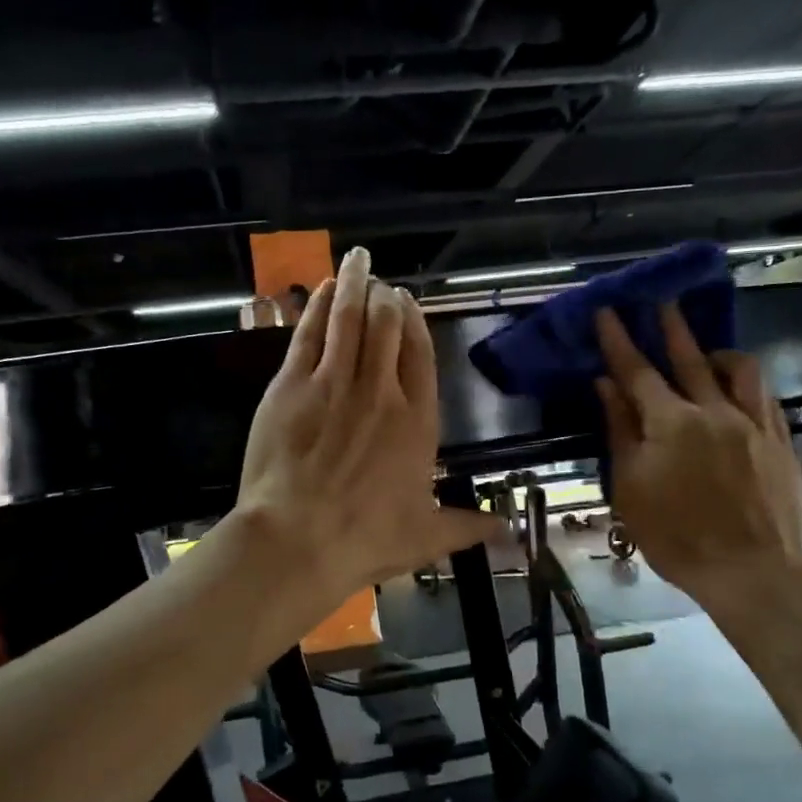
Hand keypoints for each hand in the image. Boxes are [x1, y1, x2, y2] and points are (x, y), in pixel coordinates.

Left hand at [237, 246, 504, 601]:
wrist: (298, 539)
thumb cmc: (366, 539)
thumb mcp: (426, 536)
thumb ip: (467, 525)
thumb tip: (508, 529)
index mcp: (417, 420)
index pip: (421, 355)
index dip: (415, 324)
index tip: (408, 304)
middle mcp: (381, 390)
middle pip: (387, 327)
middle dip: (386, 299)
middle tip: (382, 285)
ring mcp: (335, 381)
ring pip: (350, 318)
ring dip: (355, 284)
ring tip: (358, 262)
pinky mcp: (293, 384)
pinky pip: (311, 332)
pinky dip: (320, 306)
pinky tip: (324, 289)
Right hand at [594, 304, 801, 610]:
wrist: (751, 571)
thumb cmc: (676, 535)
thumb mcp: (630, 487)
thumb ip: (620, 431)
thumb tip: (607, 387)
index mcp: (671, 422)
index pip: (637, 371)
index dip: (619, 341)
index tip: (607, 312)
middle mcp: (715, 411)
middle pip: (690, 359)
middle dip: (671, 328)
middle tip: (661, 301)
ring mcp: (754, 424)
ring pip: (740, 370)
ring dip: (718, 352)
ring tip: (707, 350)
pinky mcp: (781, 443)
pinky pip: (767, 398)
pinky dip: (748, 384)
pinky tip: (741, 388)